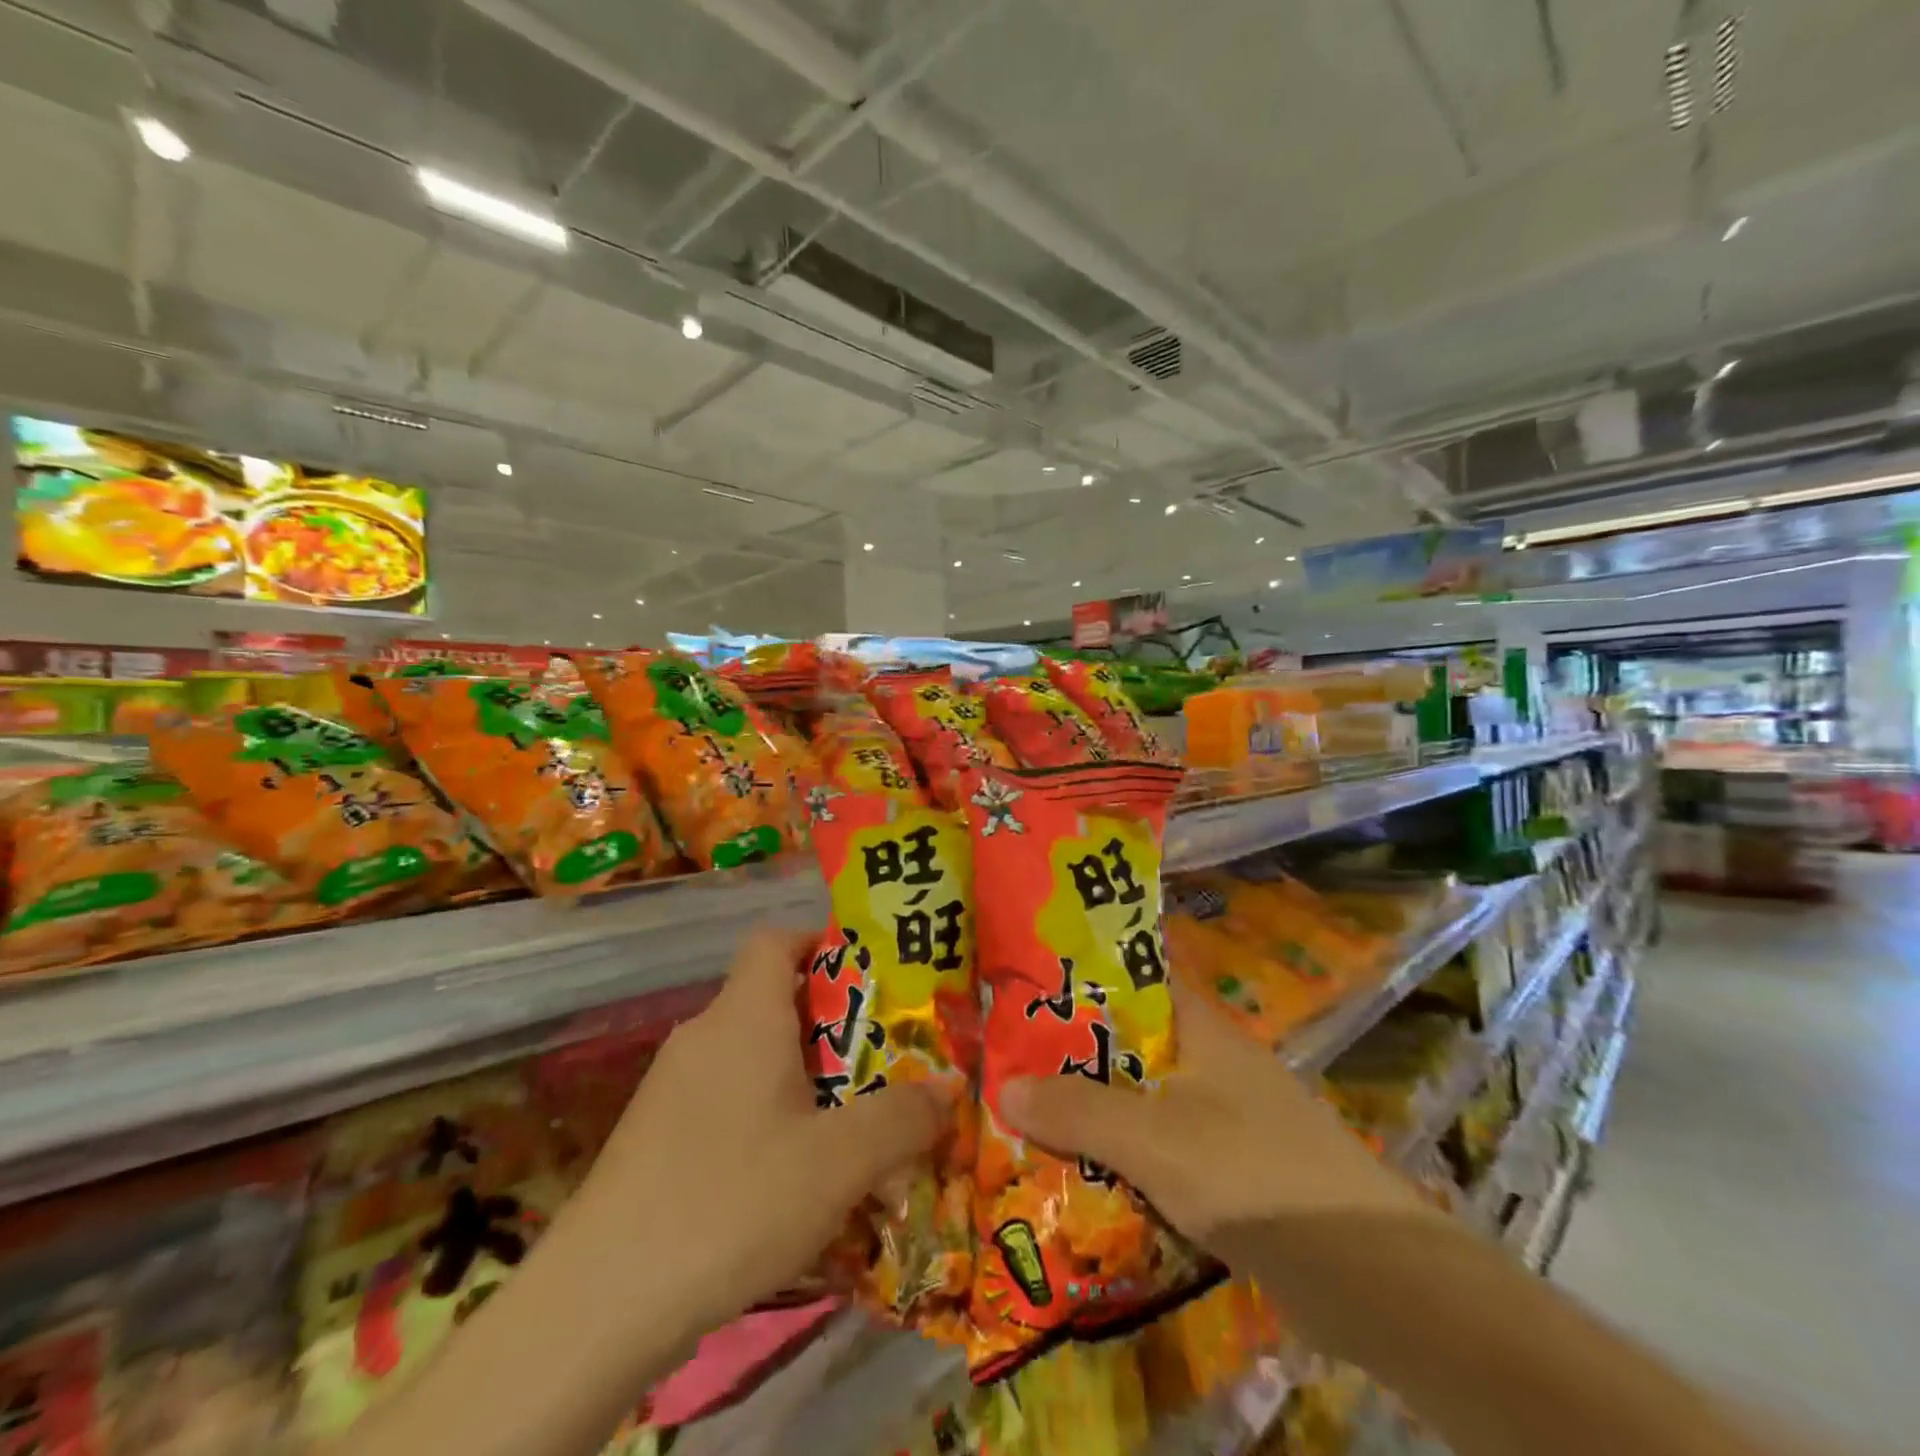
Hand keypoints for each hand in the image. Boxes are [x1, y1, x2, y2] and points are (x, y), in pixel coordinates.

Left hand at [574, 927, 948, 1331]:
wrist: (598, 1303)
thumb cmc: (733, 1199)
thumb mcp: (839, 1162)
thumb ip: (902, 1118)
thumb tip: (947, 1090)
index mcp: (745, 1015)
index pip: (776, 940)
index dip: (820, 943)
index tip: (867, 978)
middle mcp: (704, 1034)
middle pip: (771, 1001)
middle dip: (830, 1027)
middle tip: (879, 1065)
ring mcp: (670, 1086)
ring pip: (751, 1058)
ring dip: (799, 1081)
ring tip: (843, 1130)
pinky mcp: (651, 1136)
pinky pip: (724, 1101)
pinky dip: (762, 1118)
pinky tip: (785, 1181)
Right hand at [1000, 980, 1430, 1253]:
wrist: (1376, 1281)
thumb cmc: (1256, 1177)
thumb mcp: (1155, 1138)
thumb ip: (1079, 1110)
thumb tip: (1003, 1084)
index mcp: (1198, 1027)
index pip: (1130, 977)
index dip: (1077, 976)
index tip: (1021, 985)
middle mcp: (1209, 1061)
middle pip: (1126, 1043)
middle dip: (1069, 1054)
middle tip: (1003, 1059)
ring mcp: (1221, 1117)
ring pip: (1138, 1099)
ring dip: (1090, 1110)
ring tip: (1022, 1114)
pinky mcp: (1229, 1171)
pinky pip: (1158, 1149)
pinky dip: (1120, 1156)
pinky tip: (1077, 1174)